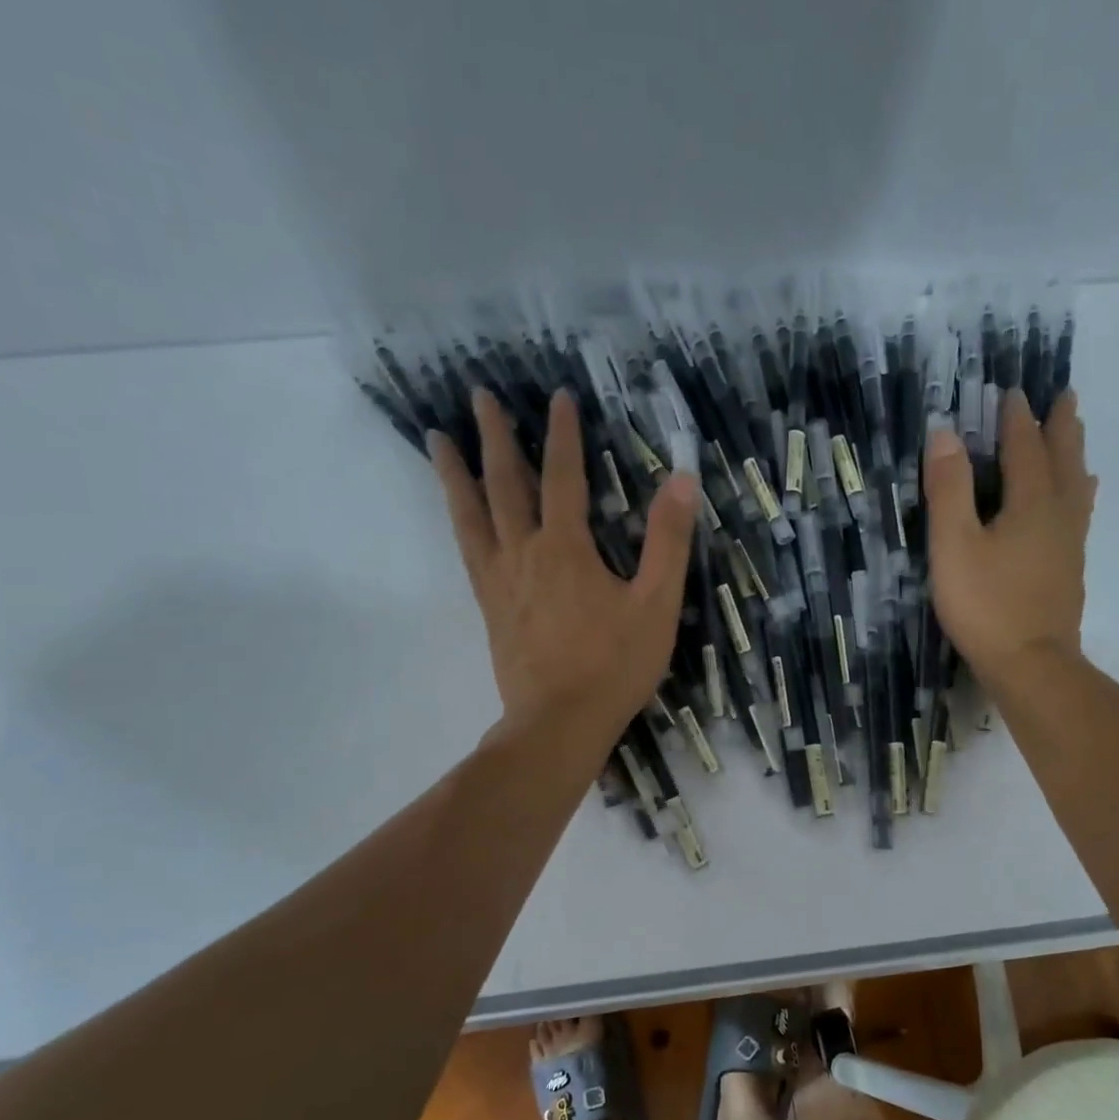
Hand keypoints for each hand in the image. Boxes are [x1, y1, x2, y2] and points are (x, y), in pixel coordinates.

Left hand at [431, 388, 698, 740]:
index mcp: (566, 548)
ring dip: (457, 473)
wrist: (558, 724)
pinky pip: (468, 551)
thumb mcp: (657, 604)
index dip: (563, 434)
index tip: (559, 396)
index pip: (563, 476)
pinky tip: (458, 516)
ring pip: (472, 515)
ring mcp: (500, 581)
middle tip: (478, 395)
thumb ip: (668, 541)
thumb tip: (681, 479)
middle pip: (505, 484)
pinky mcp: (490, 607)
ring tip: (437, 439)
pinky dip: (460, 522)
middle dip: (495, 436)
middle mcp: (524, 553)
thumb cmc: (614, 666)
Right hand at [924, 388, 1095, 686]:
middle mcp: (1059, 514)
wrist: (1032, 664)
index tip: (1013, 391)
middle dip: (1061, 426)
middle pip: (1063, 459)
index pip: (1025, 447)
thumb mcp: (954, 545)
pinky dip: (1078, 492)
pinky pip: (1078, 513)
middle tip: (1065, 396)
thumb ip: (949, 490)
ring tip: (1076, 437)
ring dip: (1074, 455)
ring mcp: (1069, 543)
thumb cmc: (986, 604)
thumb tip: (945, 433)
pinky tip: (1078, 502)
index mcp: (1031, 503)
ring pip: (1077, 486)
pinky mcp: (1069, 569)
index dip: (1017, 418)